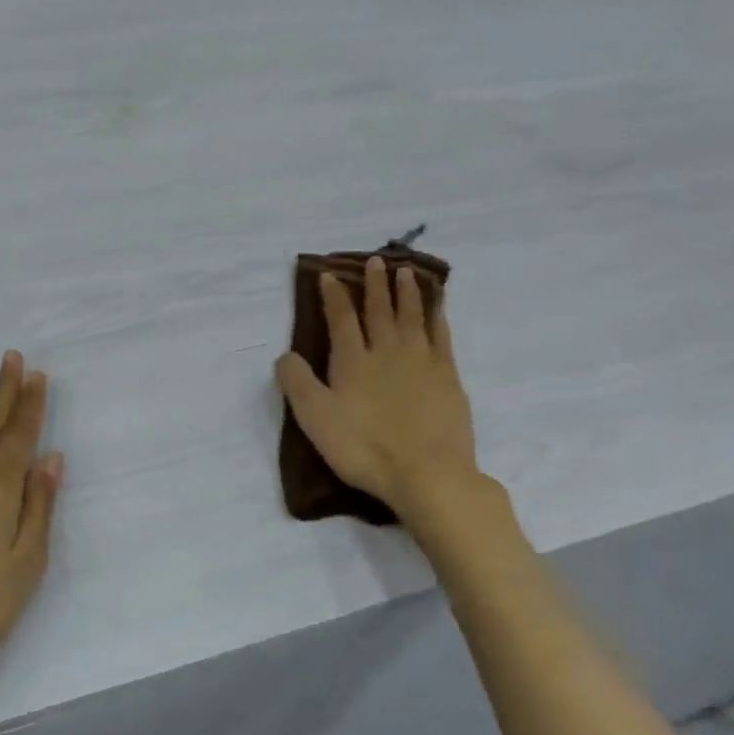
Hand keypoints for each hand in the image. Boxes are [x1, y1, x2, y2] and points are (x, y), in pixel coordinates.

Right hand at [276, 256, 480, 520]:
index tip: (329, 275)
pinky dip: (437, 315)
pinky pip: (441, 334)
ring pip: (412, 315)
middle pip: (379, 310)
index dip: (333, 296)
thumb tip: (285, 355)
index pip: (340, 319)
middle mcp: (387, 351)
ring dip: (407, 291)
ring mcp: (421, 361)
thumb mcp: (316, 420)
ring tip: (406, 271)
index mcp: (352, 361)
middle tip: (375, 260)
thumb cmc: (364, 449)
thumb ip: (297, 383)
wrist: (427, 473)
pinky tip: (437, 306)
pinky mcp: (448, 375)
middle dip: (374, 284)